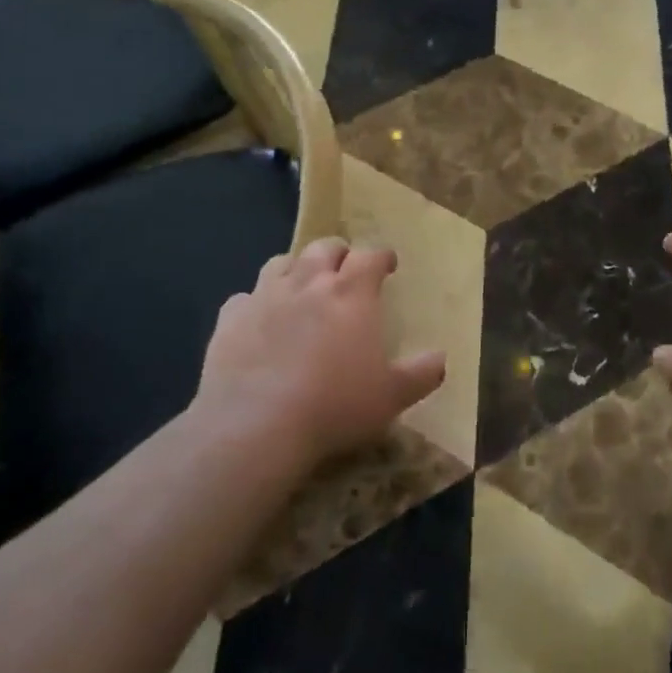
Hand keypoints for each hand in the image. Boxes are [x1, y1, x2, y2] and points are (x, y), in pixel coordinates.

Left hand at [193, 238, 445, 470]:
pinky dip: (255, 303)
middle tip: (345, 271)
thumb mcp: (392, 396)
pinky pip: (243, 297)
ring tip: (301, 286)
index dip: (382, 256)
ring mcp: (266, 296)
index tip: (388, 266)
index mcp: (353, 292)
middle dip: (338, 254)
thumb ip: (421, 374)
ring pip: (282, 262)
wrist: (256, 425)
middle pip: (325, 247)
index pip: (372, 255)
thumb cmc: (335, 405)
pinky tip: (259, 321)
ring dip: (296, 268)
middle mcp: (310, 282)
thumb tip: (441, 359)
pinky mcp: (230, 319)